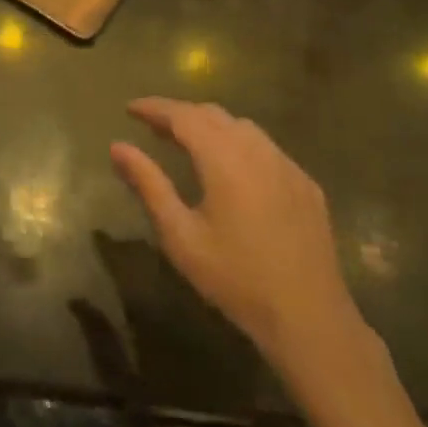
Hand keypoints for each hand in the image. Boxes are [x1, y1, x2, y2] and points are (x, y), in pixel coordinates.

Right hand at [110, 98, 370, 376]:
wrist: (310, 318)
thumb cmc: (236, 278)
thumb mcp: (181, 235)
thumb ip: (148, 184)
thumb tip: (118, 147)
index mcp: (224, 158)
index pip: (183, 115)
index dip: (155, 108)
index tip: (130, 108)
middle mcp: (257, 149)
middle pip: (213, 114)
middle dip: (180, 114)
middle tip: (153, 127)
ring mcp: (286, 164)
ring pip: (242, 127)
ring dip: (211, 126)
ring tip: (189, 143)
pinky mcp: (305, 183)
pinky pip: (266, 148)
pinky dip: (239, 145)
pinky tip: (233, 170)